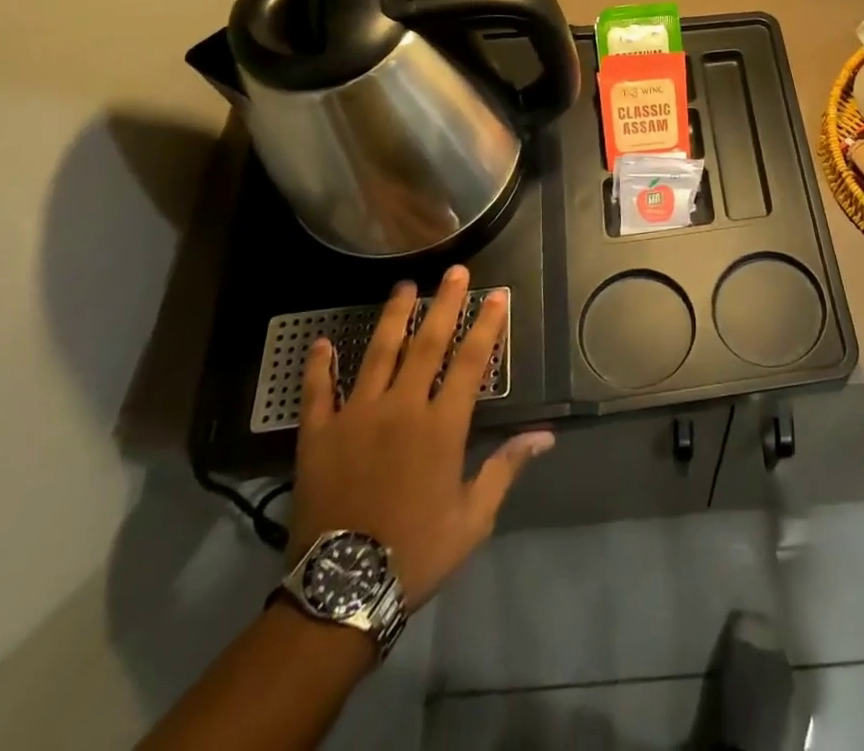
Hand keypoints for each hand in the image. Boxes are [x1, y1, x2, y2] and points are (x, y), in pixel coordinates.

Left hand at [289, 265, 553, 609]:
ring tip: (403, 286)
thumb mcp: (473, 517)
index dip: (487, 324)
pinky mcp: (319, 436)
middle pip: (428, 343)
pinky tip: (321, 342)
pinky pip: (317, 392)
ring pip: (378, 353)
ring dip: (393, 317)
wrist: (341, 593)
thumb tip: (546, 436)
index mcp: (442, 426)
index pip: (471, 361)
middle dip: (445, 303)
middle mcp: (402, 408)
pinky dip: (319, 365)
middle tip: (455, 271)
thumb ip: (506, 467)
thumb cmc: (416, 553)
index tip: (497, 295)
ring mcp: (357, 417)